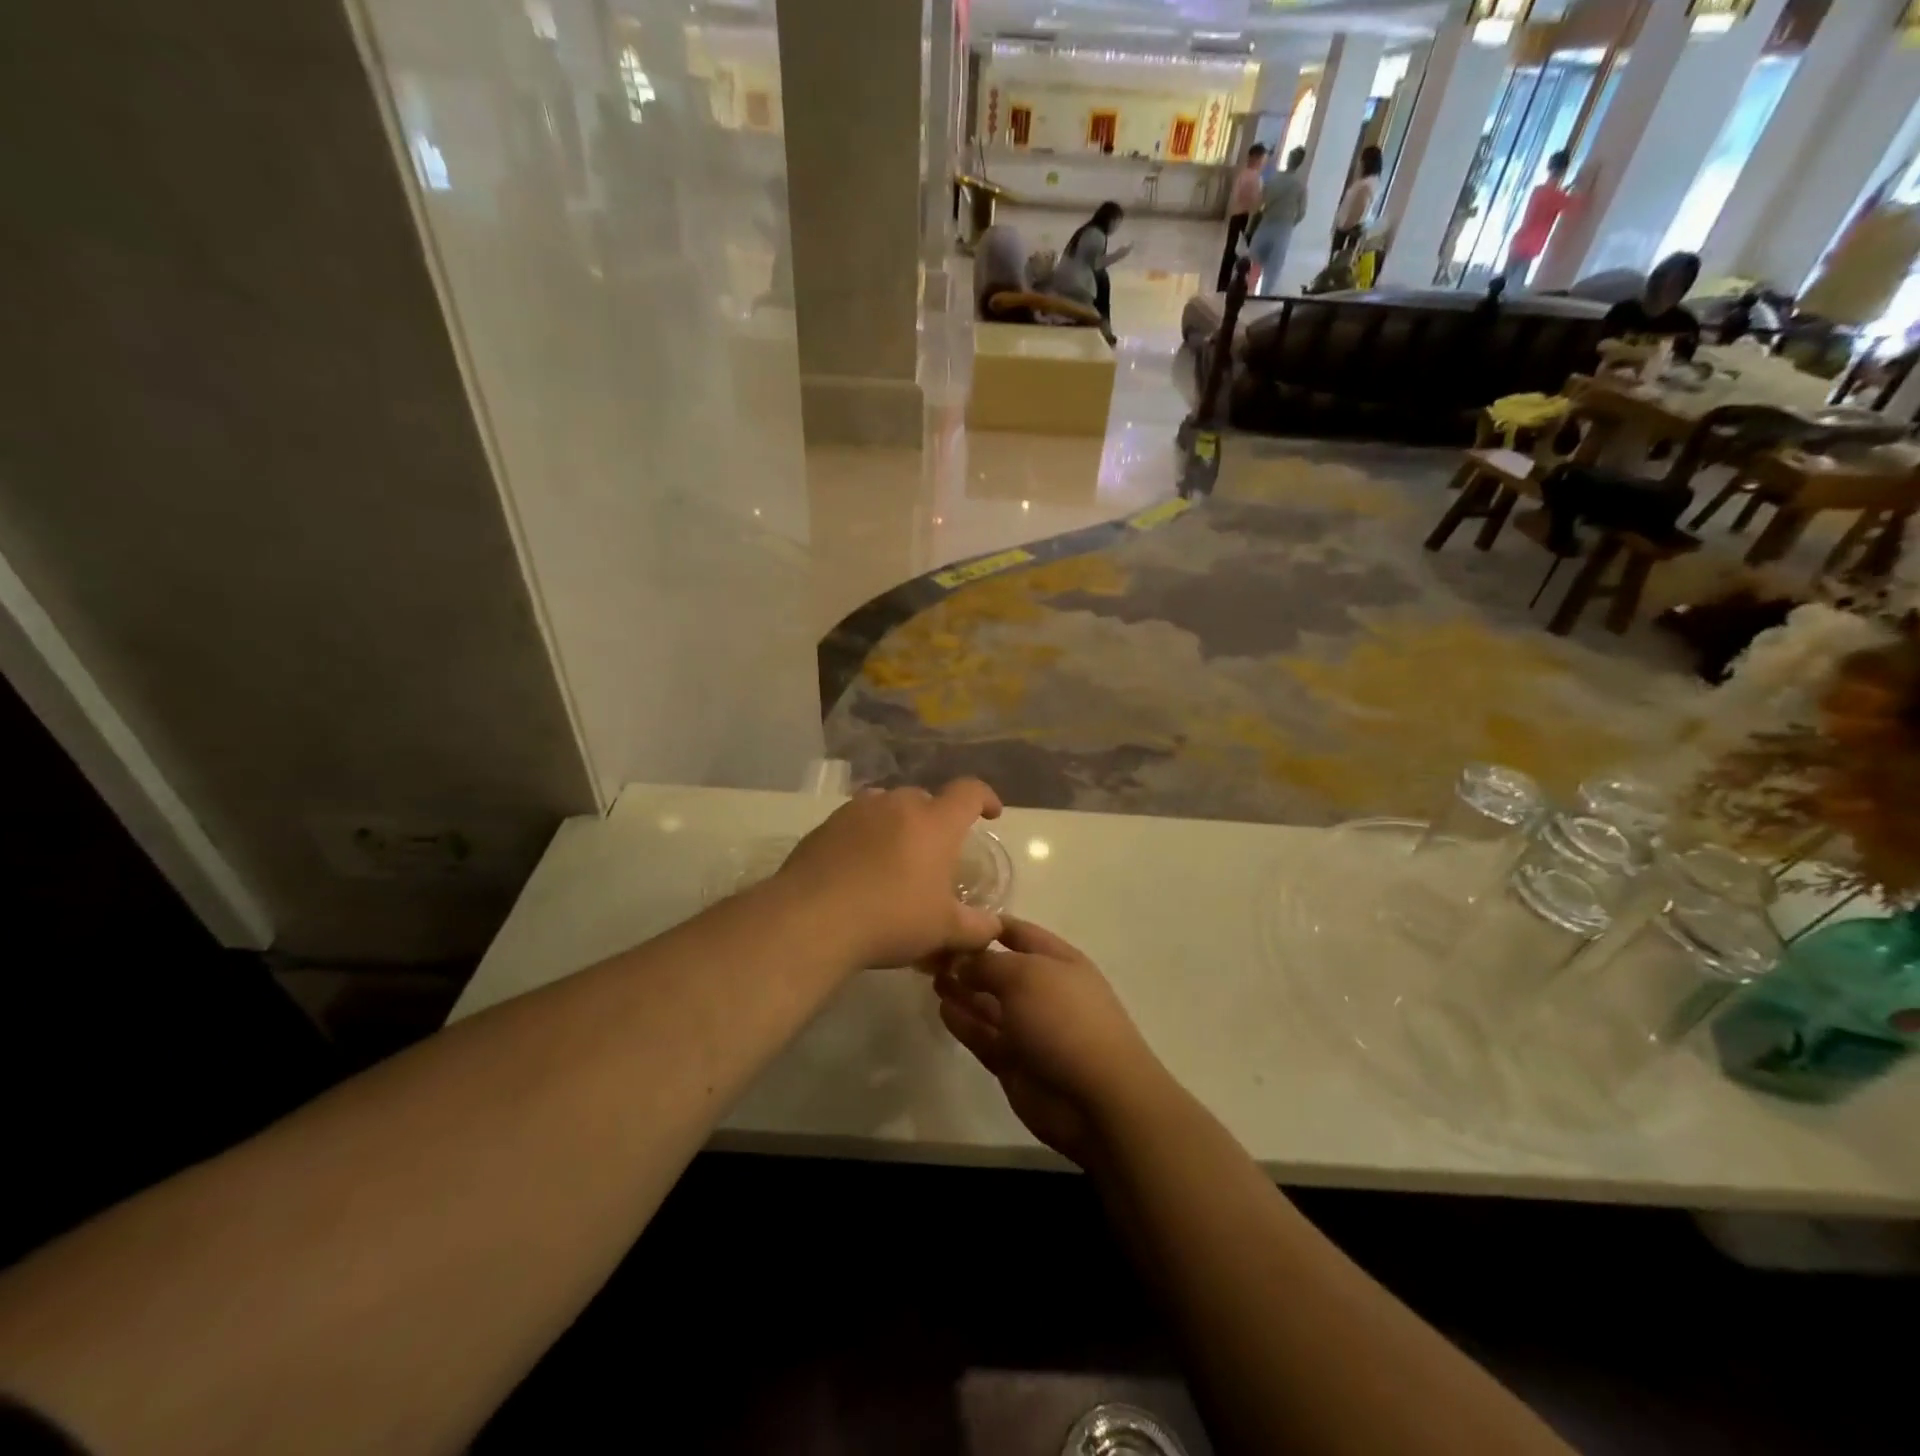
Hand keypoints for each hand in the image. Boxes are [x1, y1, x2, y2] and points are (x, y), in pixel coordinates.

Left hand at [774, 780, 1003, 969]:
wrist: (812, 919)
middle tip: (936, 853)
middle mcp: (898, 805)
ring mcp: (858, 810)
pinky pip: (857, 821)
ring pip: (888, 806)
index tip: (990, 813)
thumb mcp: (943, 931)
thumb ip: (976, 927)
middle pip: (926, 799)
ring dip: (899, 823)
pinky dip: (866, 835)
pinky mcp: (826, 824)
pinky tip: (859, 867)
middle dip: (937, 819)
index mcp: (935, 822)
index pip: (969, 792)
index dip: (985, 798)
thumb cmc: (891, 919)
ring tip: (896, 856)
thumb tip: (993, 927)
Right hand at [933, 919, 1168, 1168]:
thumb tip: (962, 961)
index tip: (951, 920)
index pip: (1019, 933)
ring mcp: (1030, 1029)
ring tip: (931, 980)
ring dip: (962, 992)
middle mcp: (1044, 991)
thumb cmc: (1064, 1020)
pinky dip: (964, 1023)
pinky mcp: (1015, 1062)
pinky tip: (942, 1010)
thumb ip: (987, 964)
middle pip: (1000, 970)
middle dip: (969, 961)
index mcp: (1058, 961)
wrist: (1096, 1098)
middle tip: (930, 956)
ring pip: (989, 1004)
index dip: (988, 925)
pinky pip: (985, 1036)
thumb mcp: (1024, 975)